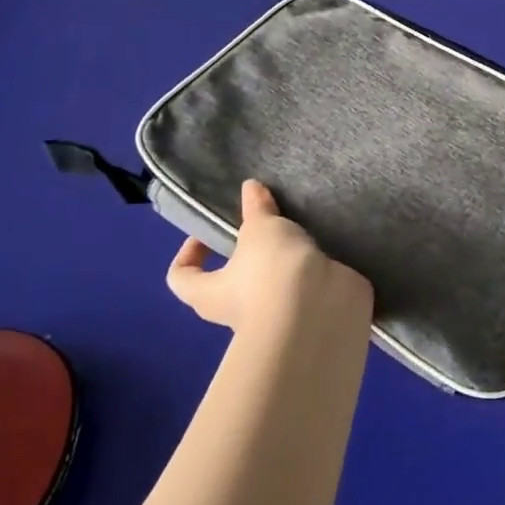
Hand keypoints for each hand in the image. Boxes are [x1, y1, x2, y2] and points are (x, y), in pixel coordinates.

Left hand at [168, 180, 372, 335]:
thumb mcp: (261, 228)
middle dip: (245, 256)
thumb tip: (250, 188)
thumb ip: (256, 208)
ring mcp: (276, 316)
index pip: (181, 278)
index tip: (208, 232)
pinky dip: (312, 271)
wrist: (321, 310)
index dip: (188, 254)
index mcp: (211, 293)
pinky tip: (324, 248)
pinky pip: (305, 288)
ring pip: (272, 286)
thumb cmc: (272, 270)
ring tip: (298, 233)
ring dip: (283, 264)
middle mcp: (238, 311)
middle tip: (262, 229)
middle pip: (230, 283)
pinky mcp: (308, 313)